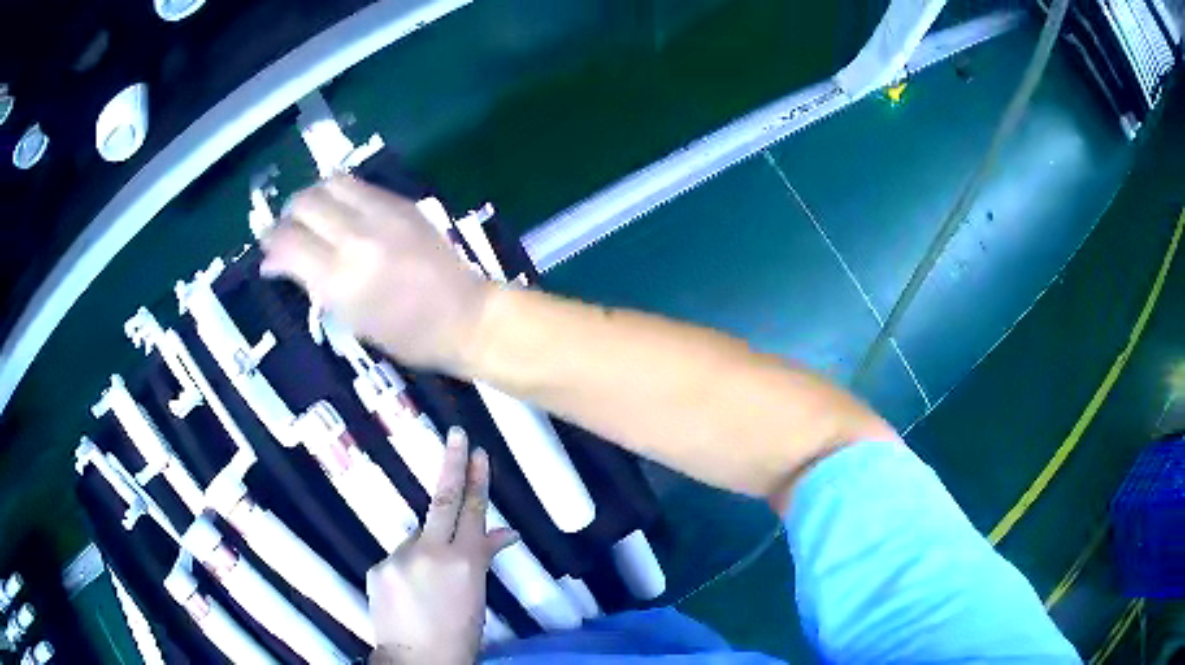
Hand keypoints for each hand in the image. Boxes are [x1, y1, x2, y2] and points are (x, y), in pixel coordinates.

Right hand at [259, 176, 490, 369]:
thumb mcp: (350, 320)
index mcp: (340, 279)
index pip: (288, 244)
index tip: (267, 253)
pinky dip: (340, 193)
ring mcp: (382, 214)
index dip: (270, 245)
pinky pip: (359, 184)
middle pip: (304, 204)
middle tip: (287, 232)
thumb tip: (274, 264)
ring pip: (330, 183)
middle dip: (287, 217)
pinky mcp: (402, 203)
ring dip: (312, 196)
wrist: (464, 316)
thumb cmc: (405, 336)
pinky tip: (340, 209)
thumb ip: (312, 285)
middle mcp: (356, 238)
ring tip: (311, 215)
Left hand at [366, 428, 517, 664]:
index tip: (479, 453)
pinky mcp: (378, 566)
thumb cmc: (459, 634)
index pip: (473, 512)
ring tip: (431, 583)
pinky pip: (399, 557)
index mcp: (465, 563)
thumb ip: (484, 559)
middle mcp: (430, 552)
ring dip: (427, 548)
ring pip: (418, 537)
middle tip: (457, 435)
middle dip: (453, 465)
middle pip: (444, 501)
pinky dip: (408, 567)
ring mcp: (400, 557)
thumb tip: (505, 534)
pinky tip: (411, 593)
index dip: (477, 481)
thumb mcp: (478, 598)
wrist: (416, 660)